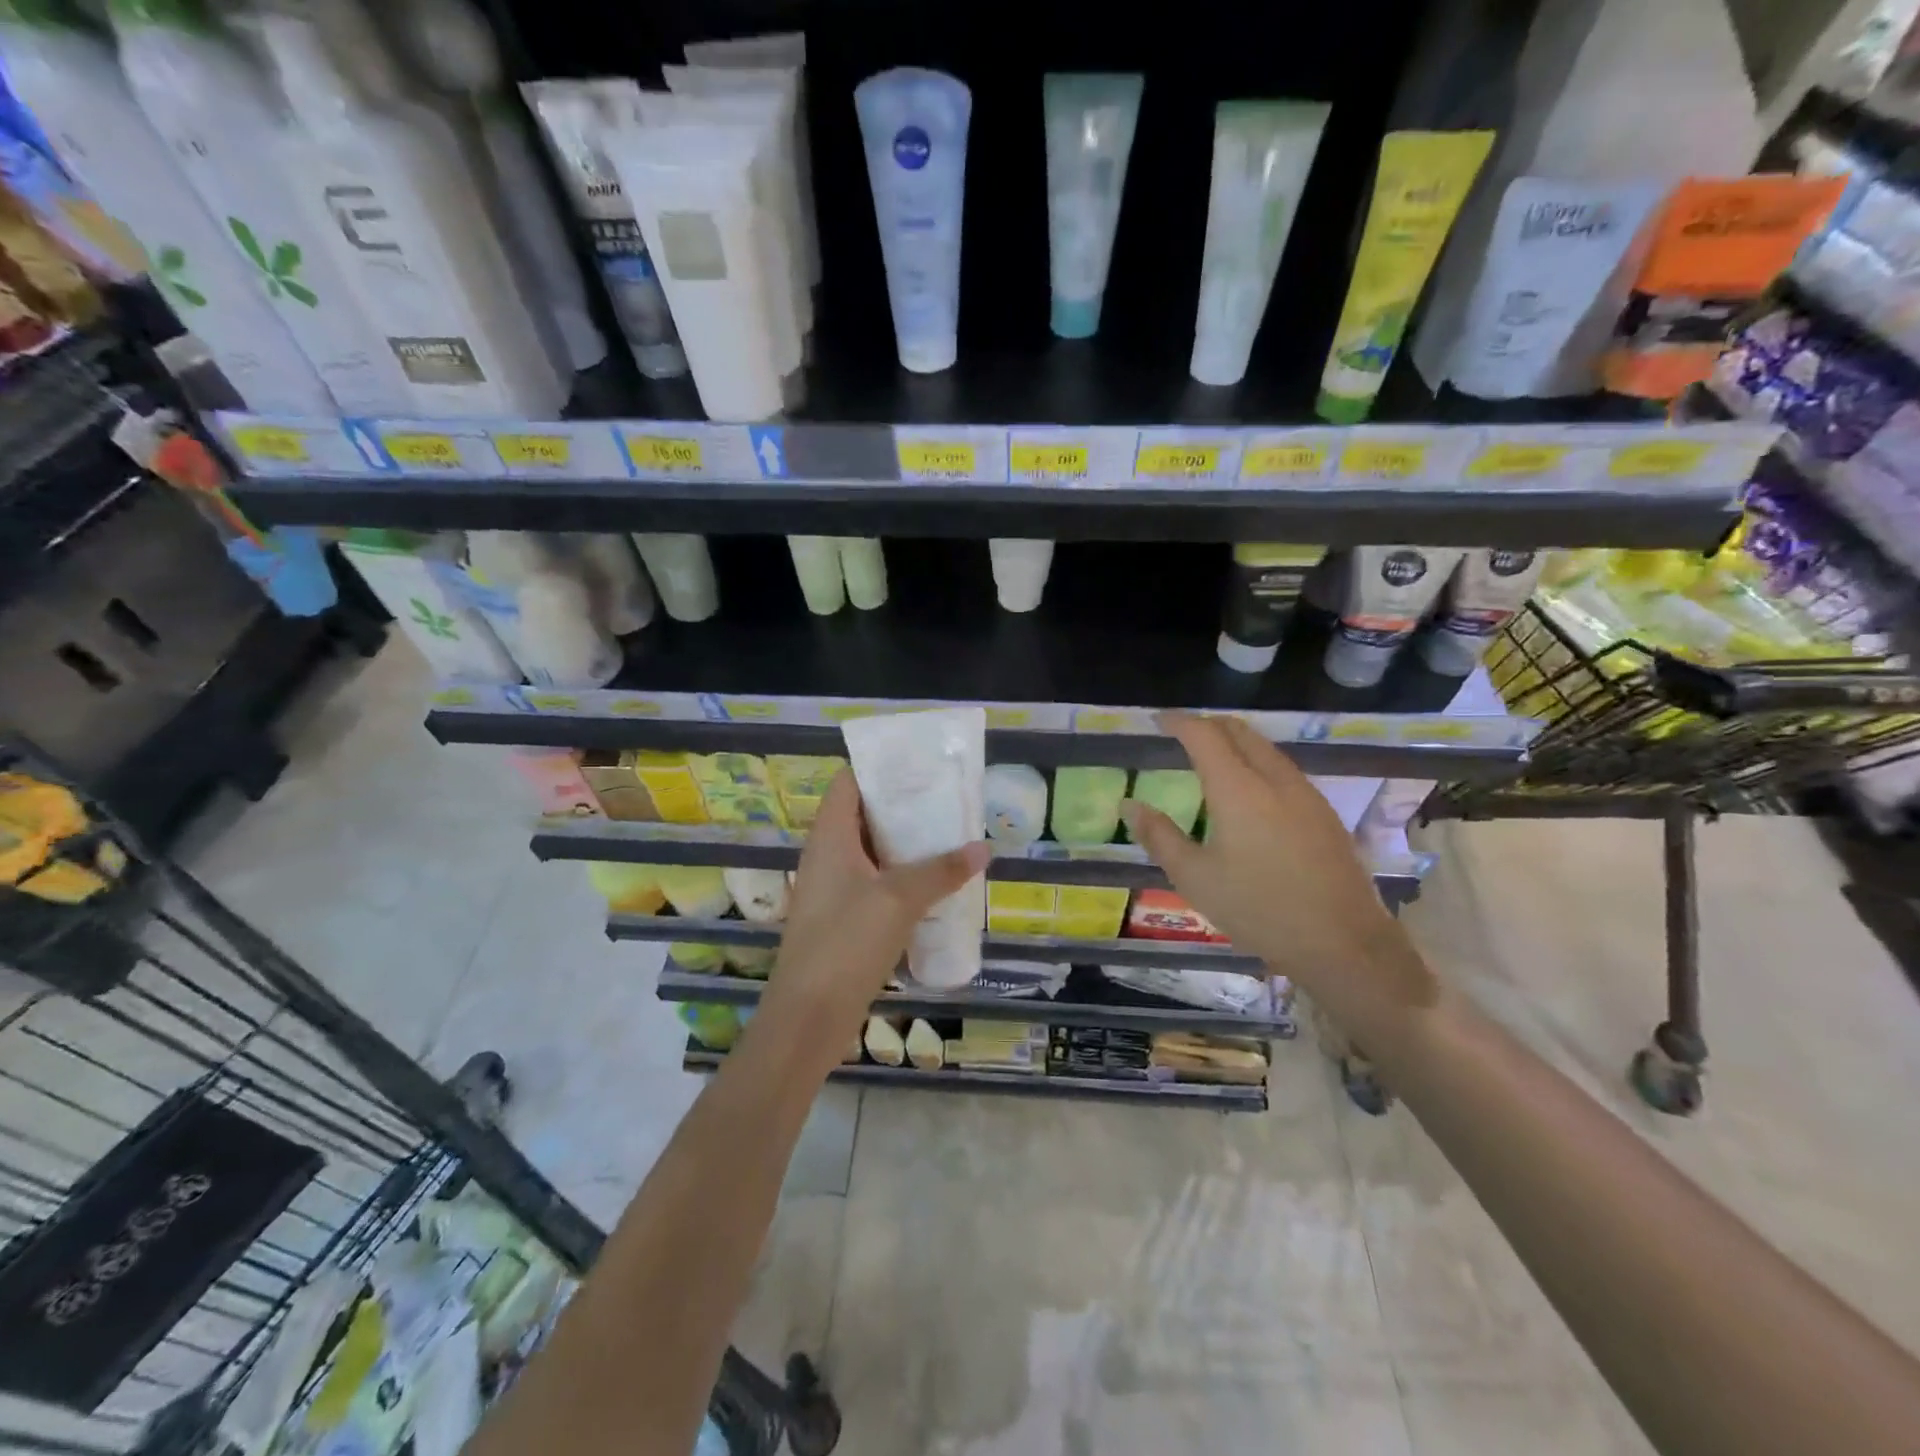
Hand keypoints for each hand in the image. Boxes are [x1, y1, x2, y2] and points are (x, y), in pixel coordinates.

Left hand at [763, 770, 988, 1051]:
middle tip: (949, 800)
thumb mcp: (899, 899)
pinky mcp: (844, 920)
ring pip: (873, 852)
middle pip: (864, 815)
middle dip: (905, 807)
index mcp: (830, 836)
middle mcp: (828, 856)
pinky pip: (876, 884)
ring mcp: (834, 890)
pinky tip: (936, 886)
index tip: (921, 764)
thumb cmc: (846, 943)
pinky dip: (903, 878)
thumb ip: (941, 870)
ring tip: (951, 837)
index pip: (849, 782)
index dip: (881, 767)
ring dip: (907, 846)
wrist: (807, 1018)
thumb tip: (983, 848)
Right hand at [1122, 713, 1434, 1016]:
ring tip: (1213, 758)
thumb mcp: (1195, 878)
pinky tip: (1251, 791)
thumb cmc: (1258, 909)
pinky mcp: (1325, 814)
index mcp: (1238, 789)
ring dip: (1237, 742)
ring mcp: (1306, 795)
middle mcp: (1275, 780)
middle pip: (1240, 732)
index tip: (1159, 721)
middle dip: (1209, 725)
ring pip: (1267, 749)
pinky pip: (1285, 769)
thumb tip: (1129, 805)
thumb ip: (1159, 836)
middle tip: (1183, 734)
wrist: (1343, 943)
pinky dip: (1258, 762)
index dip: (1179, 722)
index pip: (1204, 735)